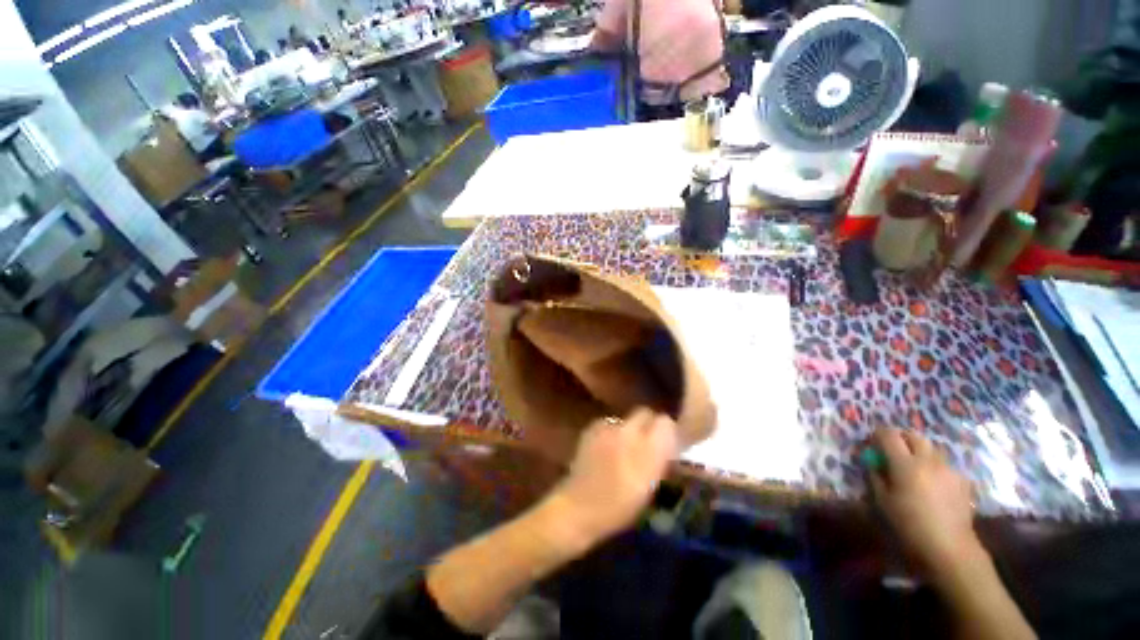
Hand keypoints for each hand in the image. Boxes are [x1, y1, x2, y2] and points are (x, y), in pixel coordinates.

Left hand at [546, 408, 678, 546]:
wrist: (578, 507)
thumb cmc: (618, 507)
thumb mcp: (648, 488)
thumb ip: (659, 461)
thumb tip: (667, 444)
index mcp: (648, 450)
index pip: (665, 423)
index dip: (668, 430)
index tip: (668, 441)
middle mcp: (629, 432)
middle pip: (645, 413)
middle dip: (649, 424)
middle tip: (648, 441)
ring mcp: (608, 428)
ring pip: (626, 419)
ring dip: (629, 429)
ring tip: (624, 448)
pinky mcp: (592, 428)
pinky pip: (610, 423)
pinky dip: (612, 432)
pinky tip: (607, 448)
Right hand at [867, 428, 982, 571]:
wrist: (950, 545)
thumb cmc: (909, 524)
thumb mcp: (883, 501)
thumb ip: (876, 476)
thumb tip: (874, 463)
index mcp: (905, 463)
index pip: (889, 435)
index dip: (879, 434)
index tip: (873, 441)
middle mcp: (928, 460)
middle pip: (914, 436)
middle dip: (901, 438)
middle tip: (893, 450)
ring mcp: (948, 468)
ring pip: (931, 448)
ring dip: (919, 452)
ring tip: (914, 467)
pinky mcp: (962, 479)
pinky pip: (944, 464)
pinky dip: (934, 467)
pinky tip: (933, 484)